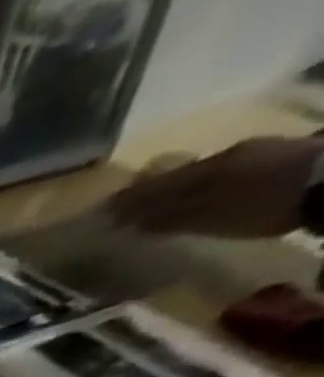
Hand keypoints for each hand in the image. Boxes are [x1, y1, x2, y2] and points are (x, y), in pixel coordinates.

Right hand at [108, 137, 323, 237]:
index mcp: (205, 169)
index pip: (155, 186)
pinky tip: (200, 194)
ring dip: (177, 187)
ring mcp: (253, 155)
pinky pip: (224, 173)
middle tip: (123, 205)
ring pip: (200, 173)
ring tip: (158, 202)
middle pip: (178, 176)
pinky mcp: (274, 161)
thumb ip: (169, 217)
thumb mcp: (210, 215)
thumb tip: (127, 221)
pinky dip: (203, 186)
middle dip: (150, 191)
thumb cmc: (262, 201)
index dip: (127, 200)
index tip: (101, 211)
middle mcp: (225, 156)